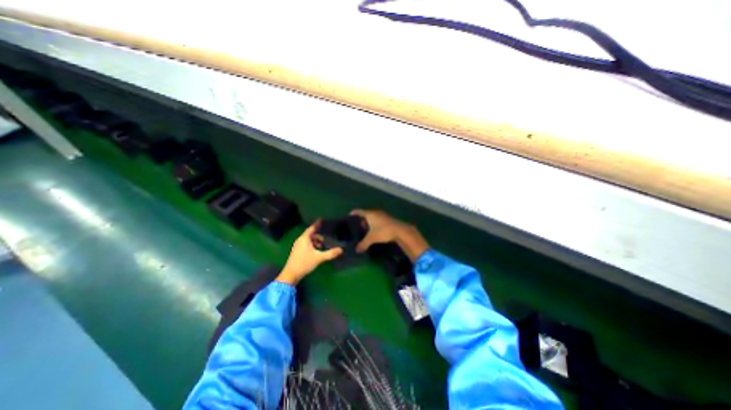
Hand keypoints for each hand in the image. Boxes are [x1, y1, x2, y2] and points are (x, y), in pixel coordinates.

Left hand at [279, 221, 344, 284]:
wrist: (291, 274)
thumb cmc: (304, 263)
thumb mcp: (319, 258)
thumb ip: (330, 253)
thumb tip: (341, 249)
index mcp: (304, 238)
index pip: (312, 228)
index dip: (317, 223)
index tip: (321, 218)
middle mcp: (300, 240)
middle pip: (311, 234)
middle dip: (319, 236)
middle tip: (326, 238)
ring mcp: (298, 246)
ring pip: (309, 240)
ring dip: (316, 241)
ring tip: (323, 246)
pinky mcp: (298, 251)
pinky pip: (307, 244)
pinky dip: (313, 245)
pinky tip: (317, 251)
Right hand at [349, 210, 428, 260]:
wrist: (401, 231)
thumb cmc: (384, 231)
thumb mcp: (372, 238)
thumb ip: (363, 243)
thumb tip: (357, 250)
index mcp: (370, 214)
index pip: (358, 211)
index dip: (352, 214)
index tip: (348, 218)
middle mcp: (375, 212)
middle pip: (365, 214)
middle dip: (360, 220)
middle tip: (355, 228)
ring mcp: (382, 215)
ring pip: (372, 218)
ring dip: (368, 223)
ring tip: (363, 231)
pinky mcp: (387, 219)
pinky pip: (377, 220)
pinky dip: (374, 224)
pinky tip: (373, 231)